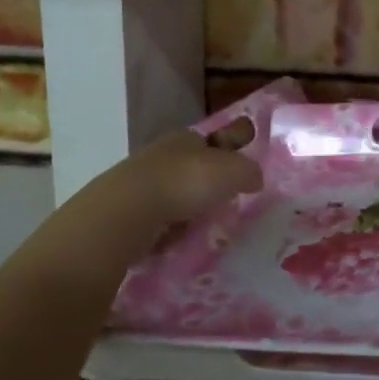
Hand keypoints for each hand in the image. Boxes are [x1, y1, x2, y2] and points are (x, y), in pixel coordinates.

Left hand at [95, 129, 262, 234]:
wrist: (128, 211)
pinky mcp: (124, 210)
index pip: (211, 140)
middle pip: (189, 168)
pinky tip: (173, 241)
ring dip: (183, 208)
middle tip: (222, 205)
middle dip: (204, 184)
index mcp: (186, 138)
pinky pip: (154, 219)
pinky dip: (165, 229)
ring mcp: (139, 182)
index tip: (237, 174)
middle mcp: (161, 154)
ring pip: (170, 194)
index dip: (226, 153)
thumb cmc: (186, 182)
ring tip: (199, 228)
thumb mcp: (234, 171)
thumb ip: (249, 171)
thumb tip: (255, 177)